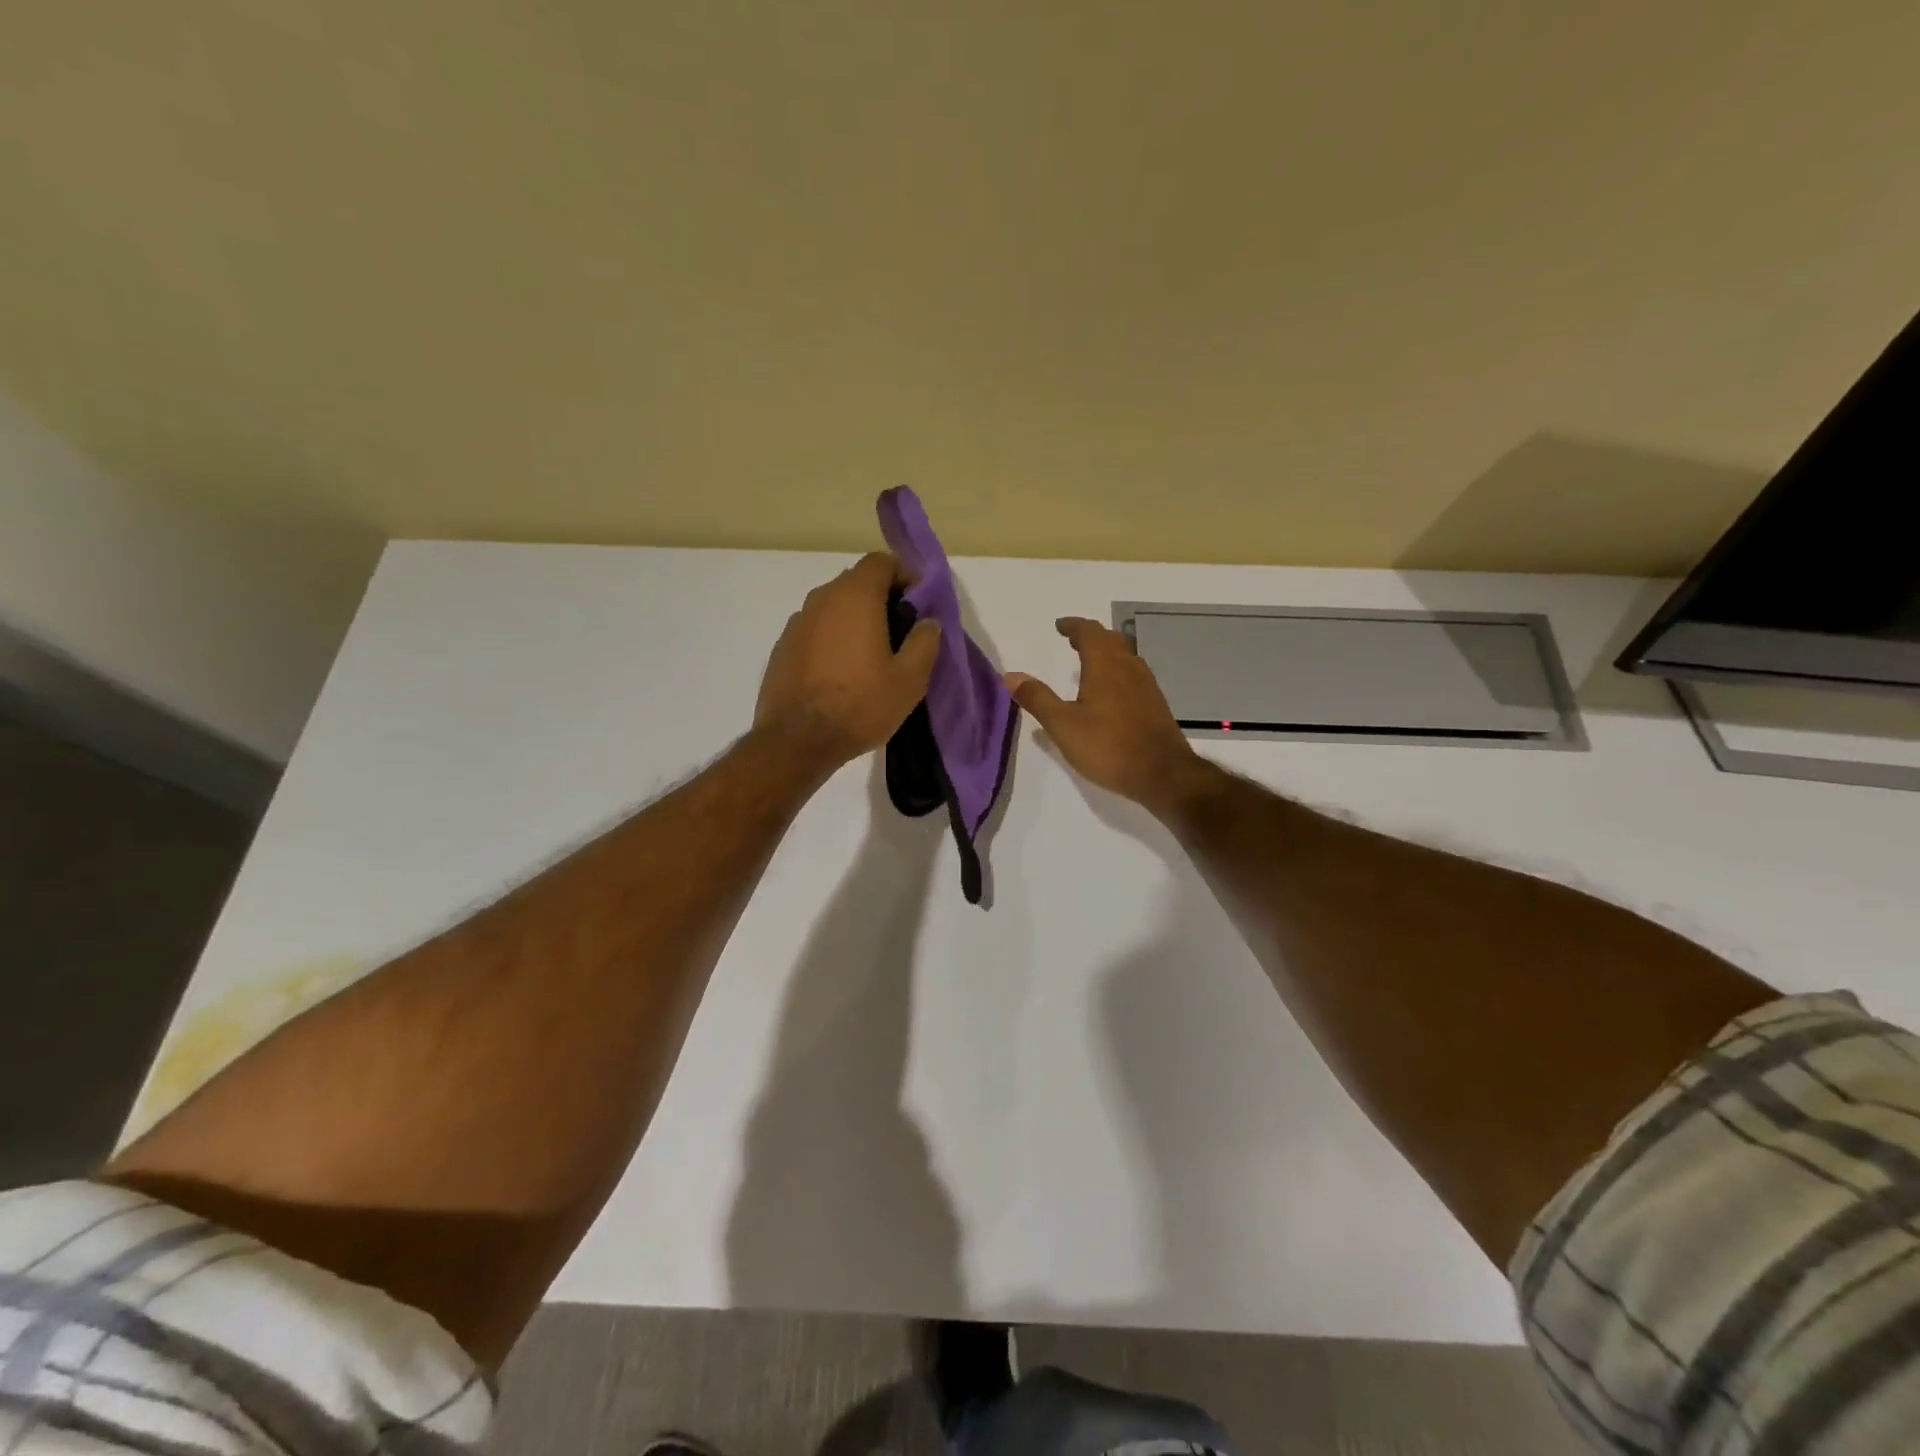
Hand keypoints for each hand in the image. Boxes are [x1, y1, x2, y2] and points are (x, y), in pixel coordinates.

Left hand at [755, 553, 940, 773]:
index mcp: (855, 597)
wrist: (797, 740)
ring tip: (870, 654)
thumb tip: (928, 622)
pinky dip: (831, 638)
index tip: (917, 602)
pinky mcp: (782, 647)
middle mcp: (822, 599)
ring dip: (854, 619)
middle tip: (900, 631)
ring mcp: (797, 622)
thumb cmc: (860, 705)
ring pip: (833, 607)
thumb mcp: (910, 680)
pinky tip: (840, 671)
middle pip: (855, 582)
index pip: (880, 562)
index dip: (903, 575)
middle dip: (880, 598)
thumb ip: (925, 642)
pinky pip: (815, 630)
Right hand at [1007, 617, 1212, 816]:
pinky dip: (1118, 672)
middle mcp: (1129, 668)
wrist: (1162, 774)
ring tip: (1089, 664)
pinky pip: (1134, 676)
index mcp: (1105, 666)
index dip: (1073, 626)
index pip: (1089, 632)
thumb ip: (1037, 698)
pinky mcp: (1156, 705)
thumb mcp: (1063, 725)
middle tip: (1073, 642)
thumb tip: (1011, 675)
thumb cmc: (1108, 747)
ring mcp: (1147, 686)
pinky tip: (1111, 694)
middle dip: (1090, 637)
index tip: (1060, 626)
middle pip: (1111, 640)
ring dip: (1107, 653)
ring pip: (1126, 657)